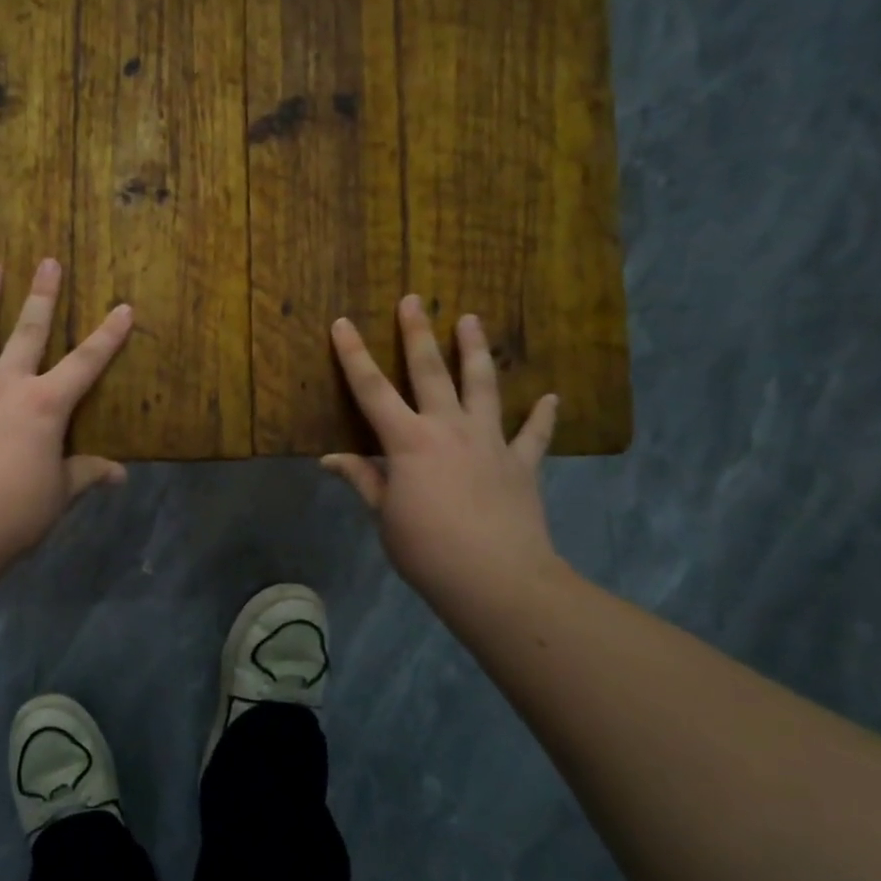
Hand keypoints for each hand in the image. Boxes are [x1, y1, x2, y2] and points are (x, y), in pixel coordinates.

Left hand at [0, 258, 133, 566]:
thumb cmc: (15, 512)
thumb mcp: (59, 494)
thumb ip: (86, 474)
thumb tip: (121, 475)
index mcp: (46, 405)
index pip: (87, 363)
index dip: (109, 335)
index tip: (124, 307)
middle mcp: (7, 385)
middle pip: (29, 332)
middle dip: (42, 296)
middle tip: (47, 262)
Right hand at [323, 296, 561, 602]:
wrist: (498, 581)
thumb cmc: (428, 549)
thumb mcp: (384, 516)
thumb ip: (363, 480)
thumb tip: (330, 459)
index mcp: (408, 441)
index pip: (372, 389)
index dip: (353, 355)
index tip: (342, 323)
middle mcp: (448, 428)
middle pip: (430, 371)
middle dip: (418, 333)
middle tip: (414, 299)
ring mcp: (490, 442)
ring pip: (482, 386)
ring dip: (475, 351)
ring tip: (472, 320)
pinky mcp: (522, 464)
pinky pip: (534, 435)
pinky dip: (542, 416)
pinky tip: (550, 397)